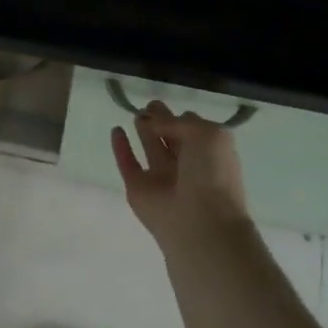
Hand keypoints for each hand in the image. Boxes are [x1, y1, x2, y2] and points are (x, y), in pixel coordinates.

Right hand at [112, 100, 252, 252]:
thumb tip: (153, 121)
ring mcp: (162, 178)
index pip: (193, 128)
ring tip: (136, 112)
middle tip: (149, 105)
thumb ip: (178, 122)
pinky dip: (121, 148)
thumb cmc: (212, 174)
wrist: (200, 222)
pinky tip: (116, 130)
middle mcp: (187, 165)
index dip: (180, 117)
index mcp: (209, 153)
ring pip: (151, 149)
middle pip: (171, 138)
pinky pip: (127, 164)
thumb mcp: (207, 134)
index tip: (166, 106)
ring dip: (144, 131)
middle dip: (161, 120)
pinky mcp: (138, 188)